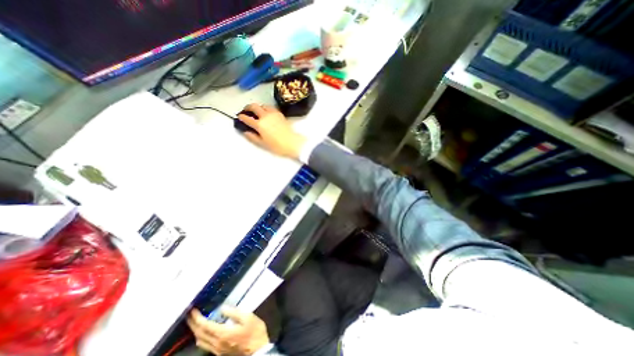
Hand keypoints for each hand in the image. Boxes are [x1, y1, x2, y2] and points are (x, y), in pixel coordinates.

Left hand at [186, 308, 269, 354]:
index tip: (192, 310)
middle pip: (200, 335)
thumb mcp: (248, 317)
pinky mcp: (220, 352)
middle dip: (193, 324)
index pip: (205, 326)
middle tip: (189, 315)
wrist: (258, 349)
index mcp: (223, 334)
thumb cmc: (254, 331)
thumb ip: (234, 312)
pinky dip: (201, 337)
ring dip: (196, 331)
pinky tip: (204, 332)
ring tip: (195, 322)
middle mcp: (217, 343)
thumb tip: (222, 308)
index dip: (197, 318)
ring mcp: (217, 350)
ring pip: (201, 342)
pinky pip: (205, 345)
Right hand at [238, 103, 306, 157]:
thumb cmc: (278, 146)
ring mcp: (273, 113)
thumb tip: (245, 132)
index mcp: (260, 124)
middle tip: (246, 111)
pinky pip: (271, 107)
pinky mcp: (280, 114)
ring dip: (258, 107)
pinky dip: (266, 108)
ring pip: (263, 105)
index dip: (241, 117)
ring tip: (257, 111)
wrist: (293, 143)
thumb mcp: (263, 144)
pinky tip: (267, 113)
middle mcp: (265, 116)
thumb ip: (252, 137)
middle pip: (254, 106)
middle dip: (248, 107)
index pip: (247, 118)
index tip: (239, 117)